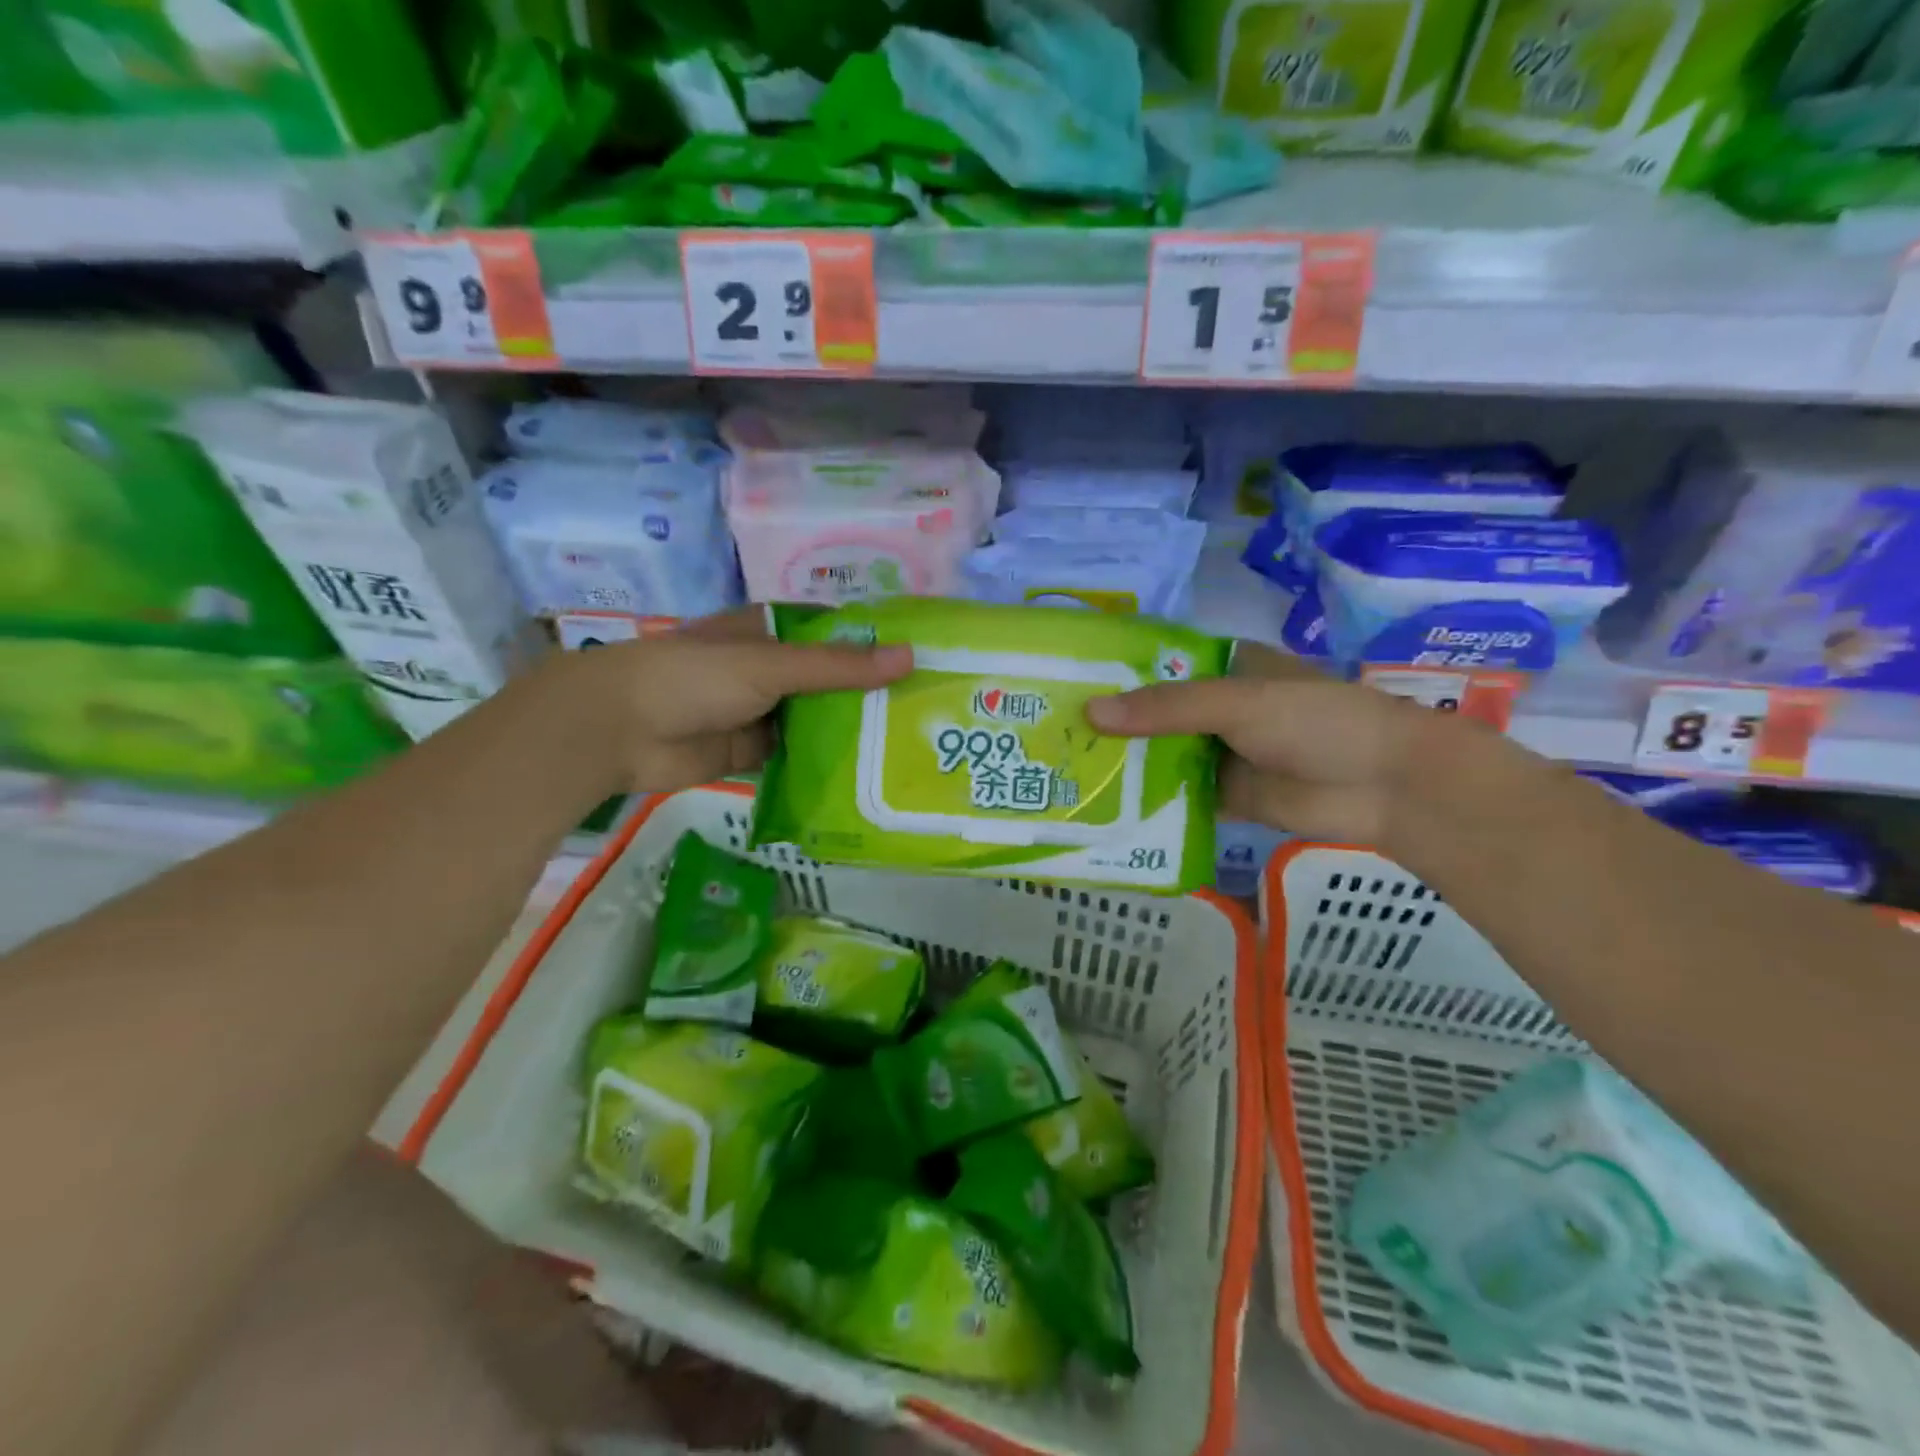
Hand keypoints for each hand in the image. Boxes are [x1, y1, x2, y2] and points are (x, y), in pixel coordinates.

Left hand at [571, 609, 912, 792]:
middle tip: (926, 713)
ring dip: (848, 733)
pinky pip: (794, 756)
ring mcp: (759, 711)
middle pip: (829, 682)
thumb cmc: (695, 676)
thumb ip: (838, 667)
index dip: (875, 646)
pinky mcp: (749, 751)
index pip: (835, 635)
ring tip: (906, 747)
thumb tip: (909, 657)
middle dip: (868, 696)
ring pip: (814, 721)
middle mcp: (769, 669)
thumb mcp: (771, 665)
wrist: (618, 728)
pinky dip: (821, 764)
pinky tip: (864, 775)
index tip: (924, 663)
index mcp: (772, 633)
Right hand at [1085, 643, 1436, 842]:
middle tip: (1050, 735)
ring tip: (1063, 771)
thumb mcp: (1238, 702)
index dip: (1112, 673)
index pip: (1156, 664)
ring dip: (1125, 764)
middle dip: (1111, 725)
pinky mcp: (1226, 795)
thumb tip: (1091, 713)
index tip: (1061, 683)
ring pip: (1162, 756)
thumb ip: (1166, 708)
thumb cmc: (1316, 722)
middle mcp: (1216, 707)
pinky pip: (1180, 795)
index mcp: (1222, 668)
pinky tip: (1105, 808)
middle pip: (1152, 714)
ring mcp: (1221, 752)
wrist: (1386, 785)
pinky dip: (1150, 801)